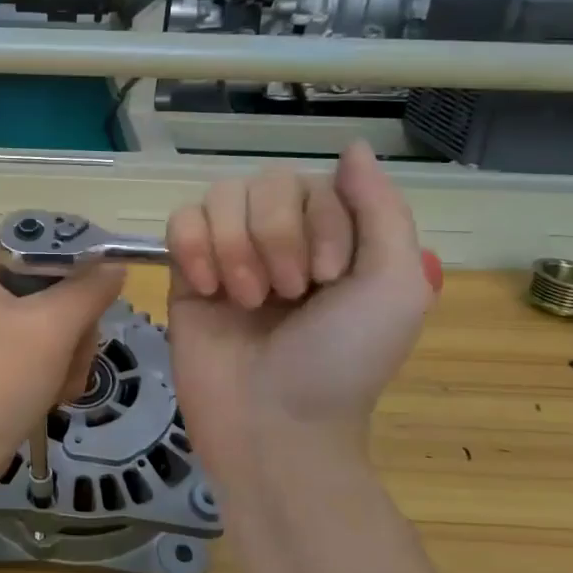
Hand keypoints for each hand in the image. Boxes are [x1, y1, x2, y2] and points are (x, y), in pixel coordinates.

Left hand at [0, 243, 124, 487]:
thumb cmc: (1, 376)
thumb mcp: (54, 325)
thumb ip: (91, 288)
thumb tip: (117, 265)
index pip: (50, 243)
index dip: (82, 267)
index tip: (97, 299)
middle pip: (61, 285)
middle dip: (76, 327)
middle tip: (69, 354)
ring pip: (62, 320)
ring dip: (72, 355)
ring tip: (59, 382)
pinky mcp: (4, 353)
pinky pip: (49, 347)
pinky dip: (59, 370)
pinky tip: (54, 394)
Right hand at [165, 144, 434, 483]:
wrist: (273, 425)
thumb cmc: (341, 363)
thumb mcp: (393, 288)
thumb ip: (381, 210)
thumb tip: (351, 146)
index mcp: (333, 238)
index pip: (316, 184)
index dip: (320, 223)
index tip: (327, 279)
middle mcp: (280, 238)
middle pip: (265, 182)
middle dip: (276, 236)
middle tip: (286, 294)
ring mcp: (228, 253)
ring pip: (219, 196)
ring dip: (236, 246)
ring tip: (246, 300)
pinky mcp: (185, 272)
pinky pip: (179, 221)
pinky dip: (192, 247)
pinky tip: (206, 288)